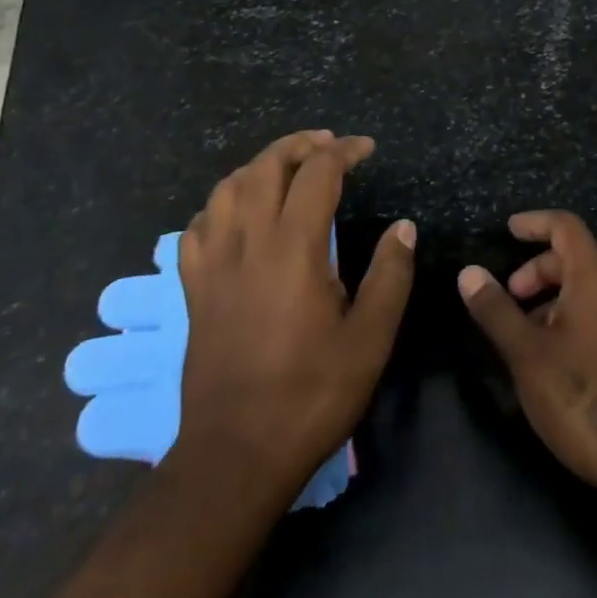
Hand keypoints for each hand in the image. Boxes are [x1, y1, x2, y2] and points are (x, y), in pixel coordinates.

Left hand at [176, 131, 415, 502]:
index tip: (366, 149)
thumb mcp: (370, 339)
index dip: (344, 151)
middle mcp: (249, 240)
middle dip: (299, 145)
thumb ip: (390, 275)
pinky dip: (222, 203)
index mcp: (294, 247)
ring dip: (259, 165)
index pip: (317, 172)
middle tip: (327, 145)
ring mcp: (213, 262)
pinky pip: (199, 225)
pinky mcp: (193, 287)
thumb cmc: (311, 394)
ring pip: (228, 187)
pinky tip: (238, 214)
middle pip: (266, 166)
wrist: (236, 452)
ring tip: (285, 167)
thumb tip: (403, 226)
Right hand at [459, 211, 596, 498]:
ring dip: (553, 297)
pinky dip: (571, 319)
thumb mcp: (527, 353)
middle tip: (510, 295)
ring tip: (524, 333)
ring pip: (588, 290)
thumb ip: (496, 310)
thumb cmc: (583, 395)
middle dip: (538, 267)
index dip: (536, 222)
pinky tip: (553, 359)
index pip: (566, 227)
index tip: (508, 231)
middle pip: (576, 257)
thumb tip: (469, 272)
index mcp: (595, 279)